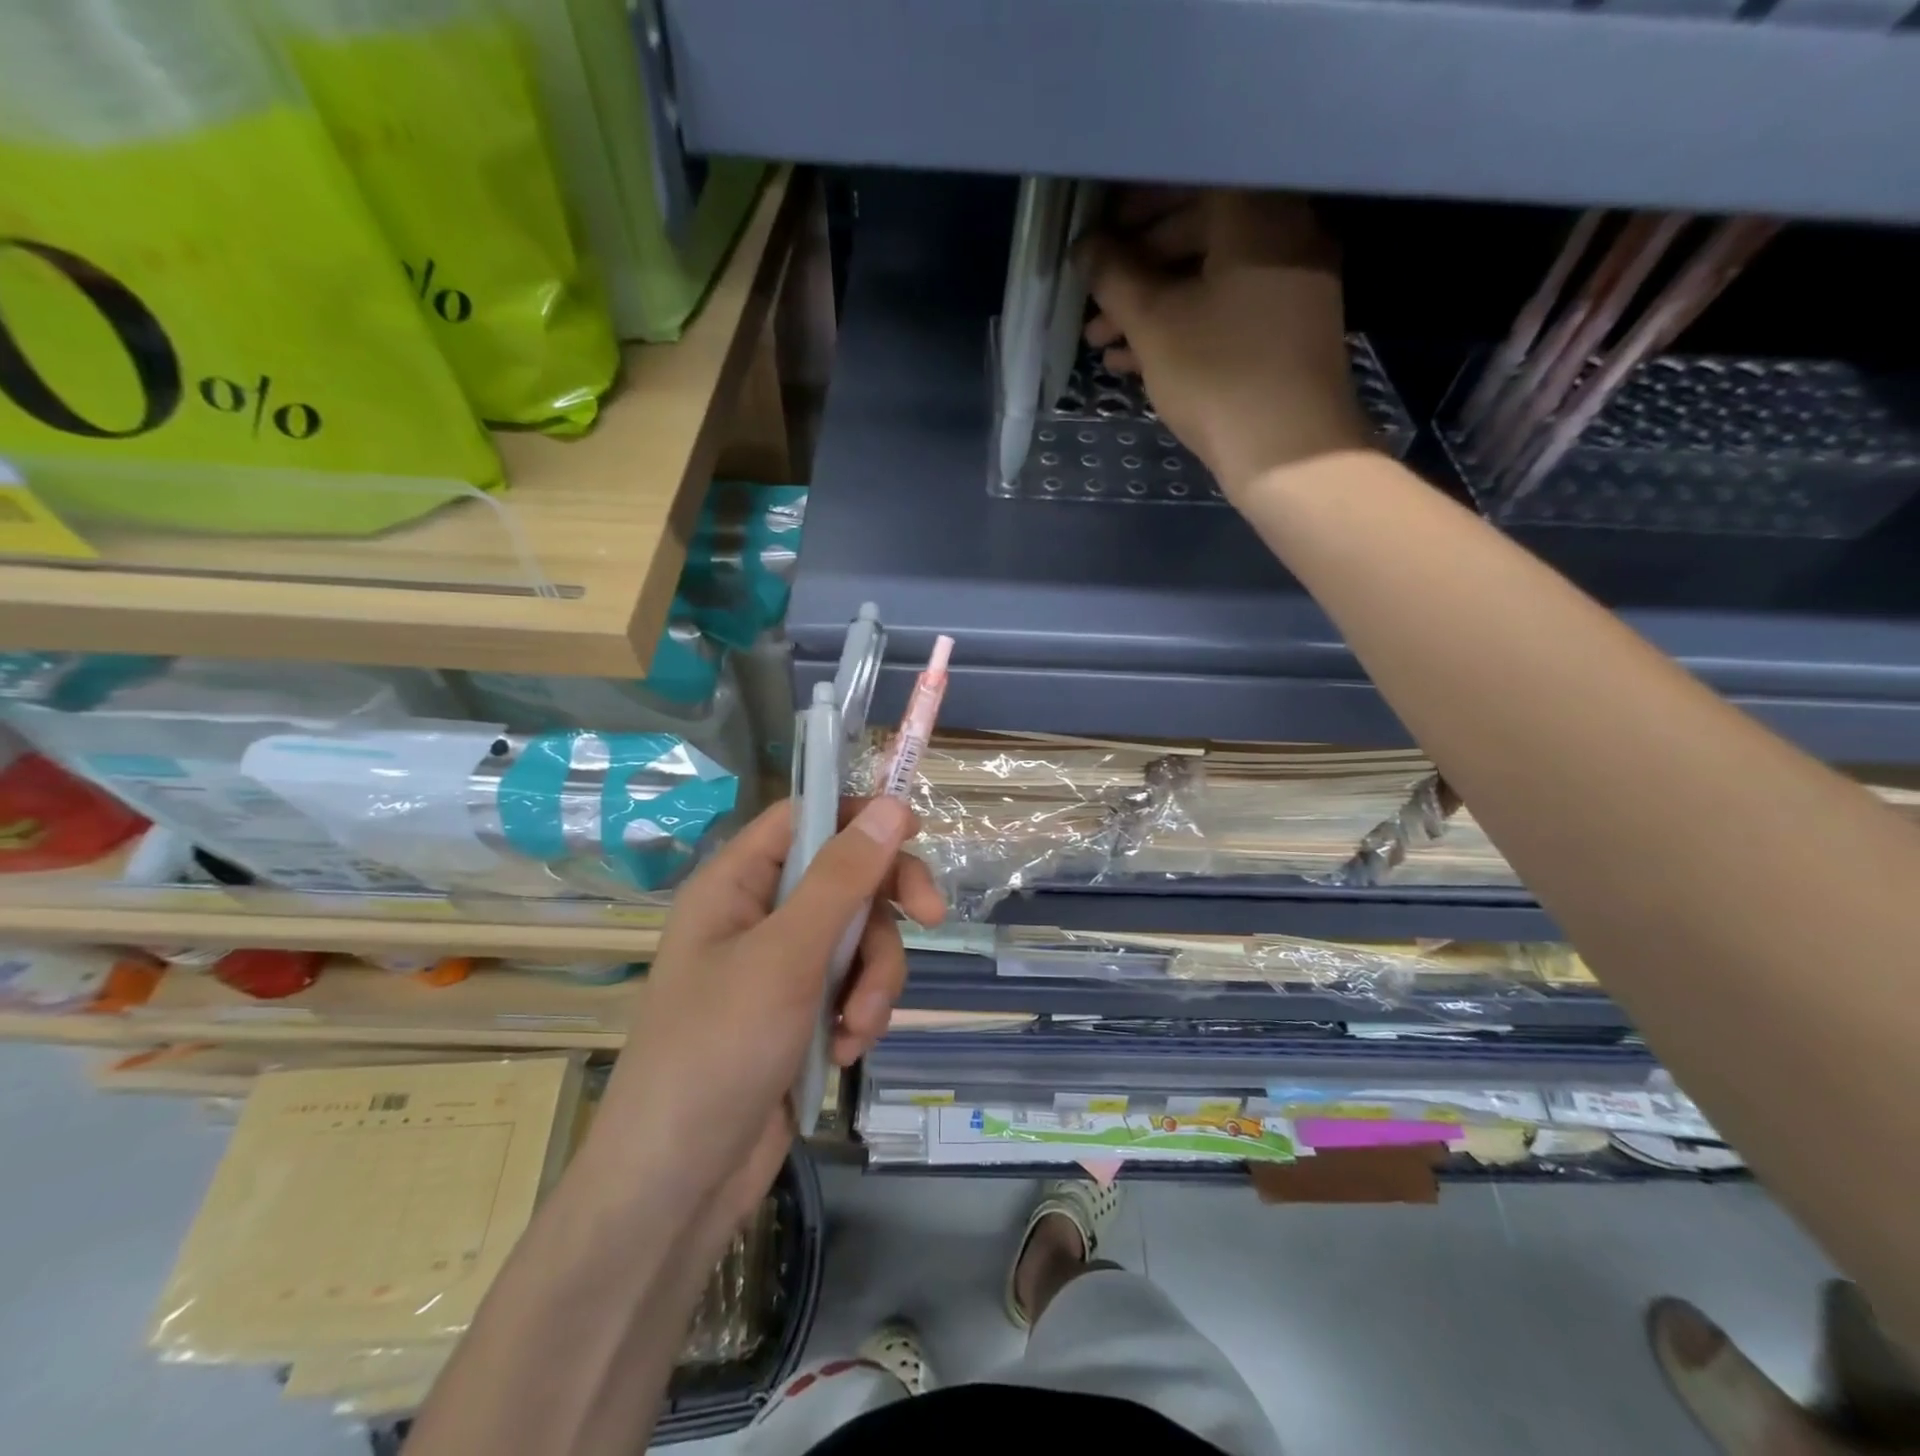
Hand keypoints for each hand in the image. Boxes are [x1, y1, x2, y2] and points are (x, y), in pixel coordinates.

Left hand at [589, 797, 942, 1235]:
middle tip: (932, 918)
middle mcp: (758, 916)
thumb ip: (841, 879)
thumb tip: (889, 806)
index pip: (803, 818)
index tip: (914, 834)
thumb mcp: (786, 957)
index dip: (858, 816)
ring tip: (857, 1027)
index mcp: (736, 884)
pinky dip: (860, 1014)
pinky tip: (845, 1051)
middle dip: (884, 909)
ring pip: (858, 939)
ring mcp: (781, 968)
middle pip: (845, 878)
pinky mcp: (800, 1013)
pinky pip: (852, 986)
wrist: (677, 1186)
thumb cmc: (717, 1051)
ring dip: (874, 979)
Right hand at [1077, 189, 1370, 501]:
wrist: (1289, 452)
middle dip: (1136, 270)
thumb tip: (1085, 247)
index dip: (1135, 206)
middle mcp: (1285, 235)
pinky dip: (1182, 327)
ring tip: (1102, 345)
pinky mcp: (1287, 332)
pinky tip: (1135, 362)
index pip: (1190, 182)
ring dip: (1150, 308)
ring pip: (1208, 280)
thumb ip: (1114, 277)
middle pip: (1198, 232)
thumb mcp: (1153, 324)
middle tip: (1093, 302)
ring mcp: (1291, 287)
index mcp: (1257, 215)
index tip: (1098, 234)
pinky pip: (1226, 311)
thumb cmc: (1217, 375)